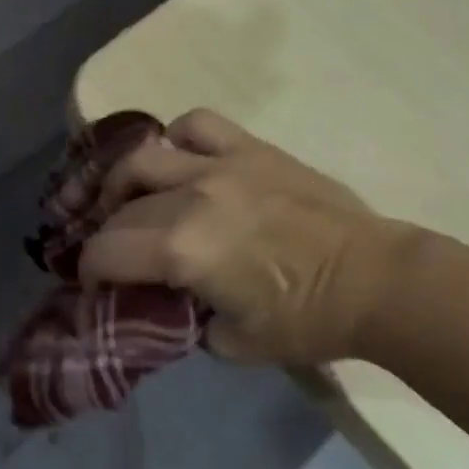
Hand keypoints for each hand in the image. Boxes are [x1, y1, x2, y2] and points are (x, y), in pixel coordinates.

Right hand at [79, 109, 422, 366]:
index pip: (105, 252)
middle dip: (106, 237)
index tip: (96, 285)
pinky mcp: (250, 150)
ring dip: (124, 181)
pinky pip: (197, 124)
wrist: (378, 281)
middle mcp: (190, 197)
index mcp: (183, 250)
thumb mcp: (233, 344)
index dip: (90, 271)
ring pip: (144, 158)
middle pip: (119, 210)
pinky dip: (177, 138)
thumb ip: (186, 322)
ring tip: (131, 198)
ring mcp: (221, 166)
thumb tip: (167, 306)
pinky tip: (179, 159)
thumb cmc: (308, 321)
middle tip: (115, 254)